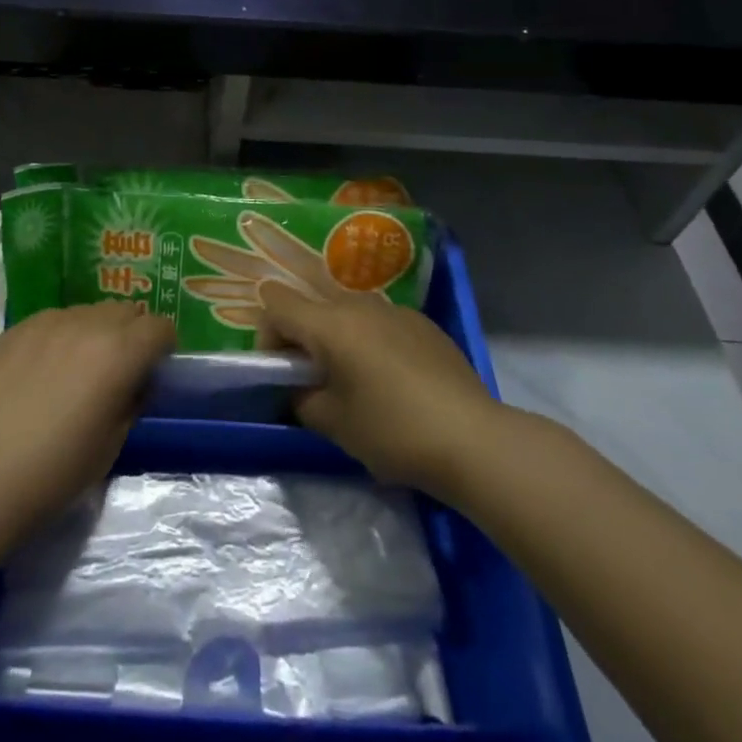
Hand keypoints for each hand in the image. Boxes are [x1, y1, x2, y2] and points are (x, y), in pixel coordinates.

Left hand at [0, 302, 174, 531]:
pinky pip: (53, 320)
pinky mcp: (17, 327)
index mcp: (119, 352)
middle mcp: (87, 324)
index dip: (162, 346)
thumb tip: (136, 380)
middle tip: (119, 369)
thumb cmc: (56, 471)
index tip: (153, 369)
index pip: (159, 326)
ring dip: (96, 331)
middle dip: (131, 333)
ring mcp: (48, 321)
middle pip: (125, 310)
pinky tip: (43, 371)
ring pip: (88, 311)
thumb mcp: (113, 443)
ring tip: (78, 368)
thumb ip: (133, 400)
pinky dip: (60, 336)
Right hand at [257, 280, 497, 497]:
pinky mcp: (423, 324)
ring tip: (356, 382)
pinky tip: (394, 383)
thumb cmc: (394, 431)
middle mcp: (358, 304)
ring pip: (348, 314)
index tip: (281, 371)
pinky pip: (381, 323)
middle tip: (315, 381)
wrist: (474, 439)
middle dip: (304, 338)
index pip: (276, 302)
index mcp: (329, 324)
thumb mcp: (334, 424)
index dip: (267, 334)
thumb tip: (299, 389)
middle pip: (313, 306)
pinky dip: (372, 343)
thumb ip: (302, 399)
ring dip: (339, 340)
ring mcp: (395, 310)